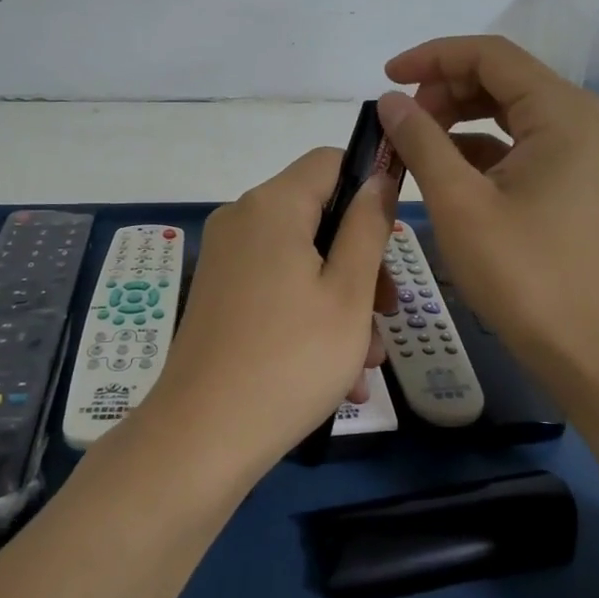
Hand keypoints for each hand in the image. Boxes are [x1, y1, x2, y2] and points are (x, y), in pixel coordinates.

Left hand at [136, 148, 396, 476]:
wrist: (202, 436)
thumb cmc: (291, 359)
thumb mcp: (349, 293)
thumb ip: (368, 227)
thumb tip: (377, 178)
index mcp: (272, 205)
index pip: (329, 161)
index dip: (370, 183)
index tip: (396, 233)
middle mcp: (241, 219)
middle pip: (318, 215)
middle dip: (361, 262)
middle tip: (388, 314)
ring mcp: (225, 258)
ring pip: (302, 260)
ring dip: (342, 301)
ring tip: (366, 363)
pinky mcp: (218, 293)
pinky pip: (277, 287)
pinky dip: (309, 315)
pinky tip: (338, 375)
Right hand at [377, 36, 598, 389]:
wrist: (589, 351)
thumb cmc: (524, 276)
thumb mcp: (459, 204)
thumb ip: (421, 141)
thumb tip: (390, 101)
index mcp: (562, 112)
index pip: (491, 55)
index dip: (432, 57)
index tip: (387, 79)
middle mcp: (581, 119)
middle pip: (503, 78)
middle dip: (445, 89)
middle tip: (401, 122)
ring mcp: (584, 151)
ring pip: (510, 110)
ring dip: (459, 118)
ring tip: (416, 145)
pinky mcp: (576, 180)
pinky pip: (522, 144)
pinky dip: (481, 147)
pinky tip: (446, 171)